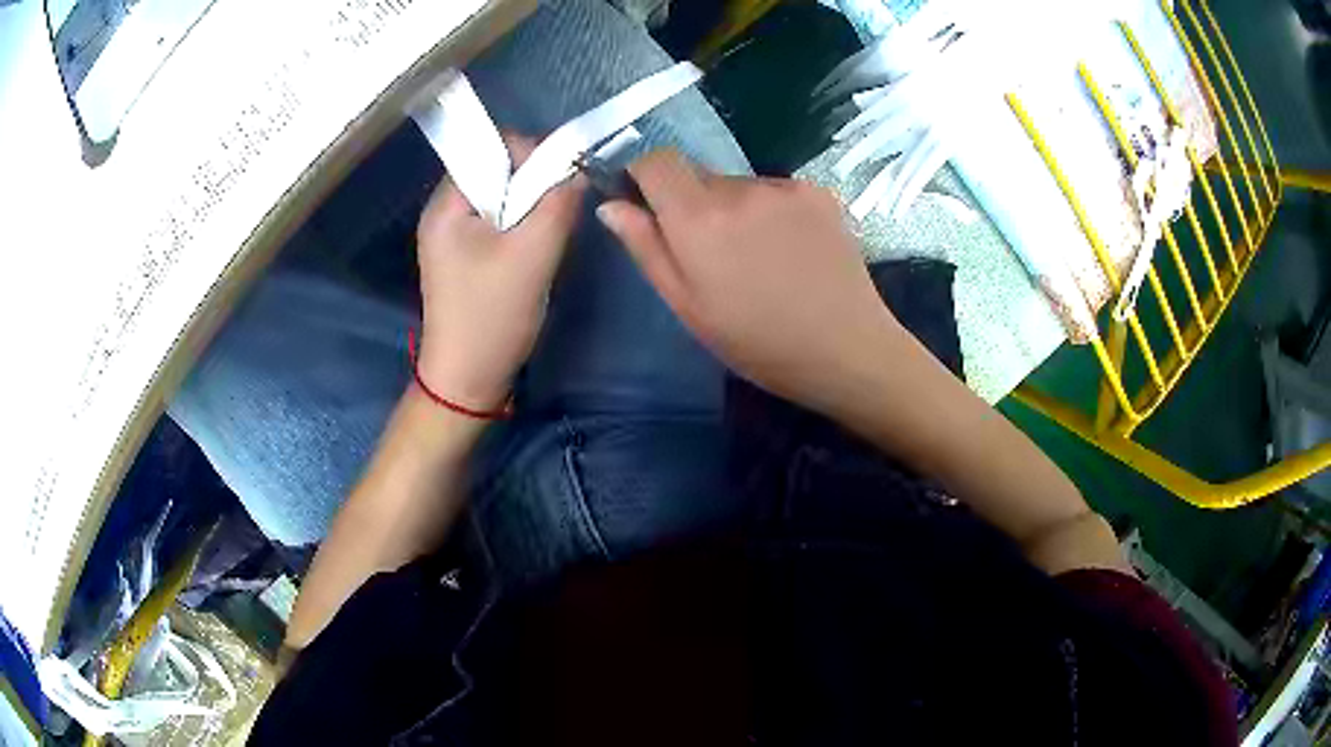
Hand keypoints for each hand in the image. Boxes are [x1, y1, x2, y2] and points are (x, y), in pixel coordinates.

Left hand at [415, 134, 584, 409]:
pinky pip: (497, 223)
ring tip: (545, 237)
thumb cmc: (492, 315)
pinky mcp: (464, 256)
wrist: (467, 379)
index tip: (560, 183)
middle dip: (532, 184)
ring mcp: (452, 236)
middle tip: (556, 214)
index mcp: (447, 204)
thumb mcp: (533, 254)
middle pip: (496, 171)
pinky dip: (520, 228)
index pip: (491, 148)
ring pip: (500, 198)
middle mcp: (443, 212)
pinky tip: (532, 253)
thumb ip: (557, 202)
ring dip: (529, 208)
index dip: (531, 154)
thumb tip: (576, 169)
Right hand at [597, 150, 902, 417]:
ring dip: (733, 208)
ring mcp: (783, 187)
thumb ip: (646, 248)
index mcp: (698, 219)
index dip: (643, 174)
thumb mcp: (688, 307)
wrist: (847, 348)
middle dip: (691, 202)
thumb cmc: (758, 342)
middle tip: (712, 253)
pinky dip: (769, 210)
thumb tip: (611, 204)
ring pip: (737, 184)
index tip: (647, 202)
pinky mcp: (817, 192)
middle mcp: (739, 189)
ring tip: (757, 258)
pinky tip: (788, 249)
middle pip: (697, 173)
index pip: (655, 160)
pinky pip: (773, 190)